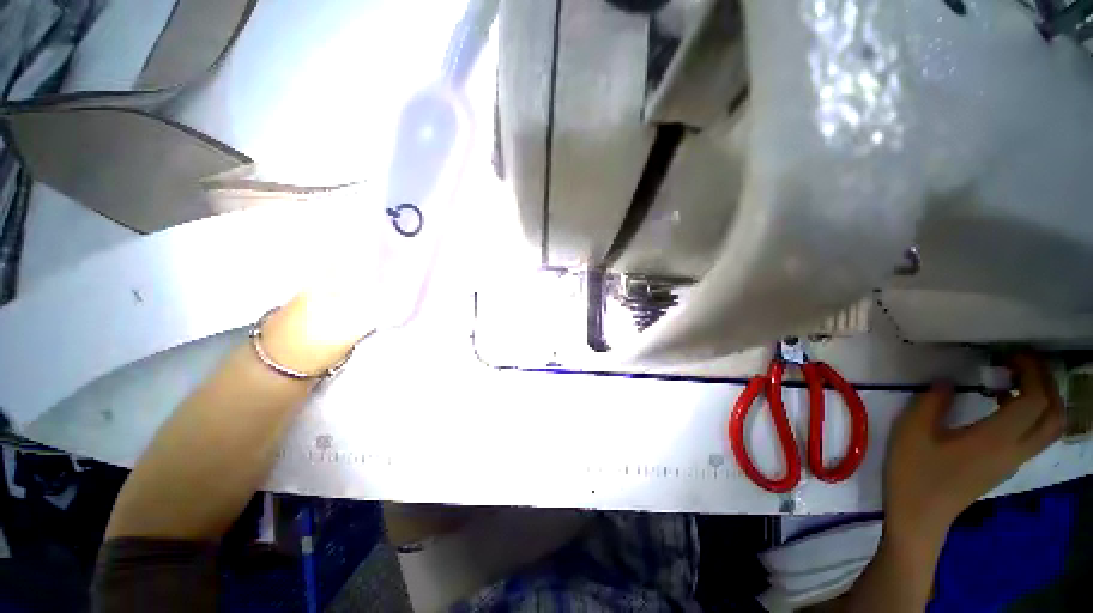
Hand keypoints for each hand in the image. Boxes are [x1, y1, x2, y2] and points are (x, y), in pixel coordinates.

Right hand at [883, 355, 1062, 551]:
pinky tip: (1001, 404)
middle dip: (1046, 383)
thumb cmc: (914, 473)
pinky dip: (1030, 413)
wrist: (920, 517)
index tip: (1011, 353)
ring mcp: (1012, 460)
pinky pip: (1034, 435)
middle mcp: (1015, 449)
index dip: (1032, 372)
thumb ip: (931, 402)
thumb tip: (947, 381)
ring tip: (1014, 380)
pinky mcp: (1005, 466)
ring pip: (1049, 427)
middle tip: (1021, 362)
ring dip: (1043, 398)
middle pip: (1054, 415)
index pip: (1035, 401)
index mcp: (996, 439)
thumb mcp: (911, 432)